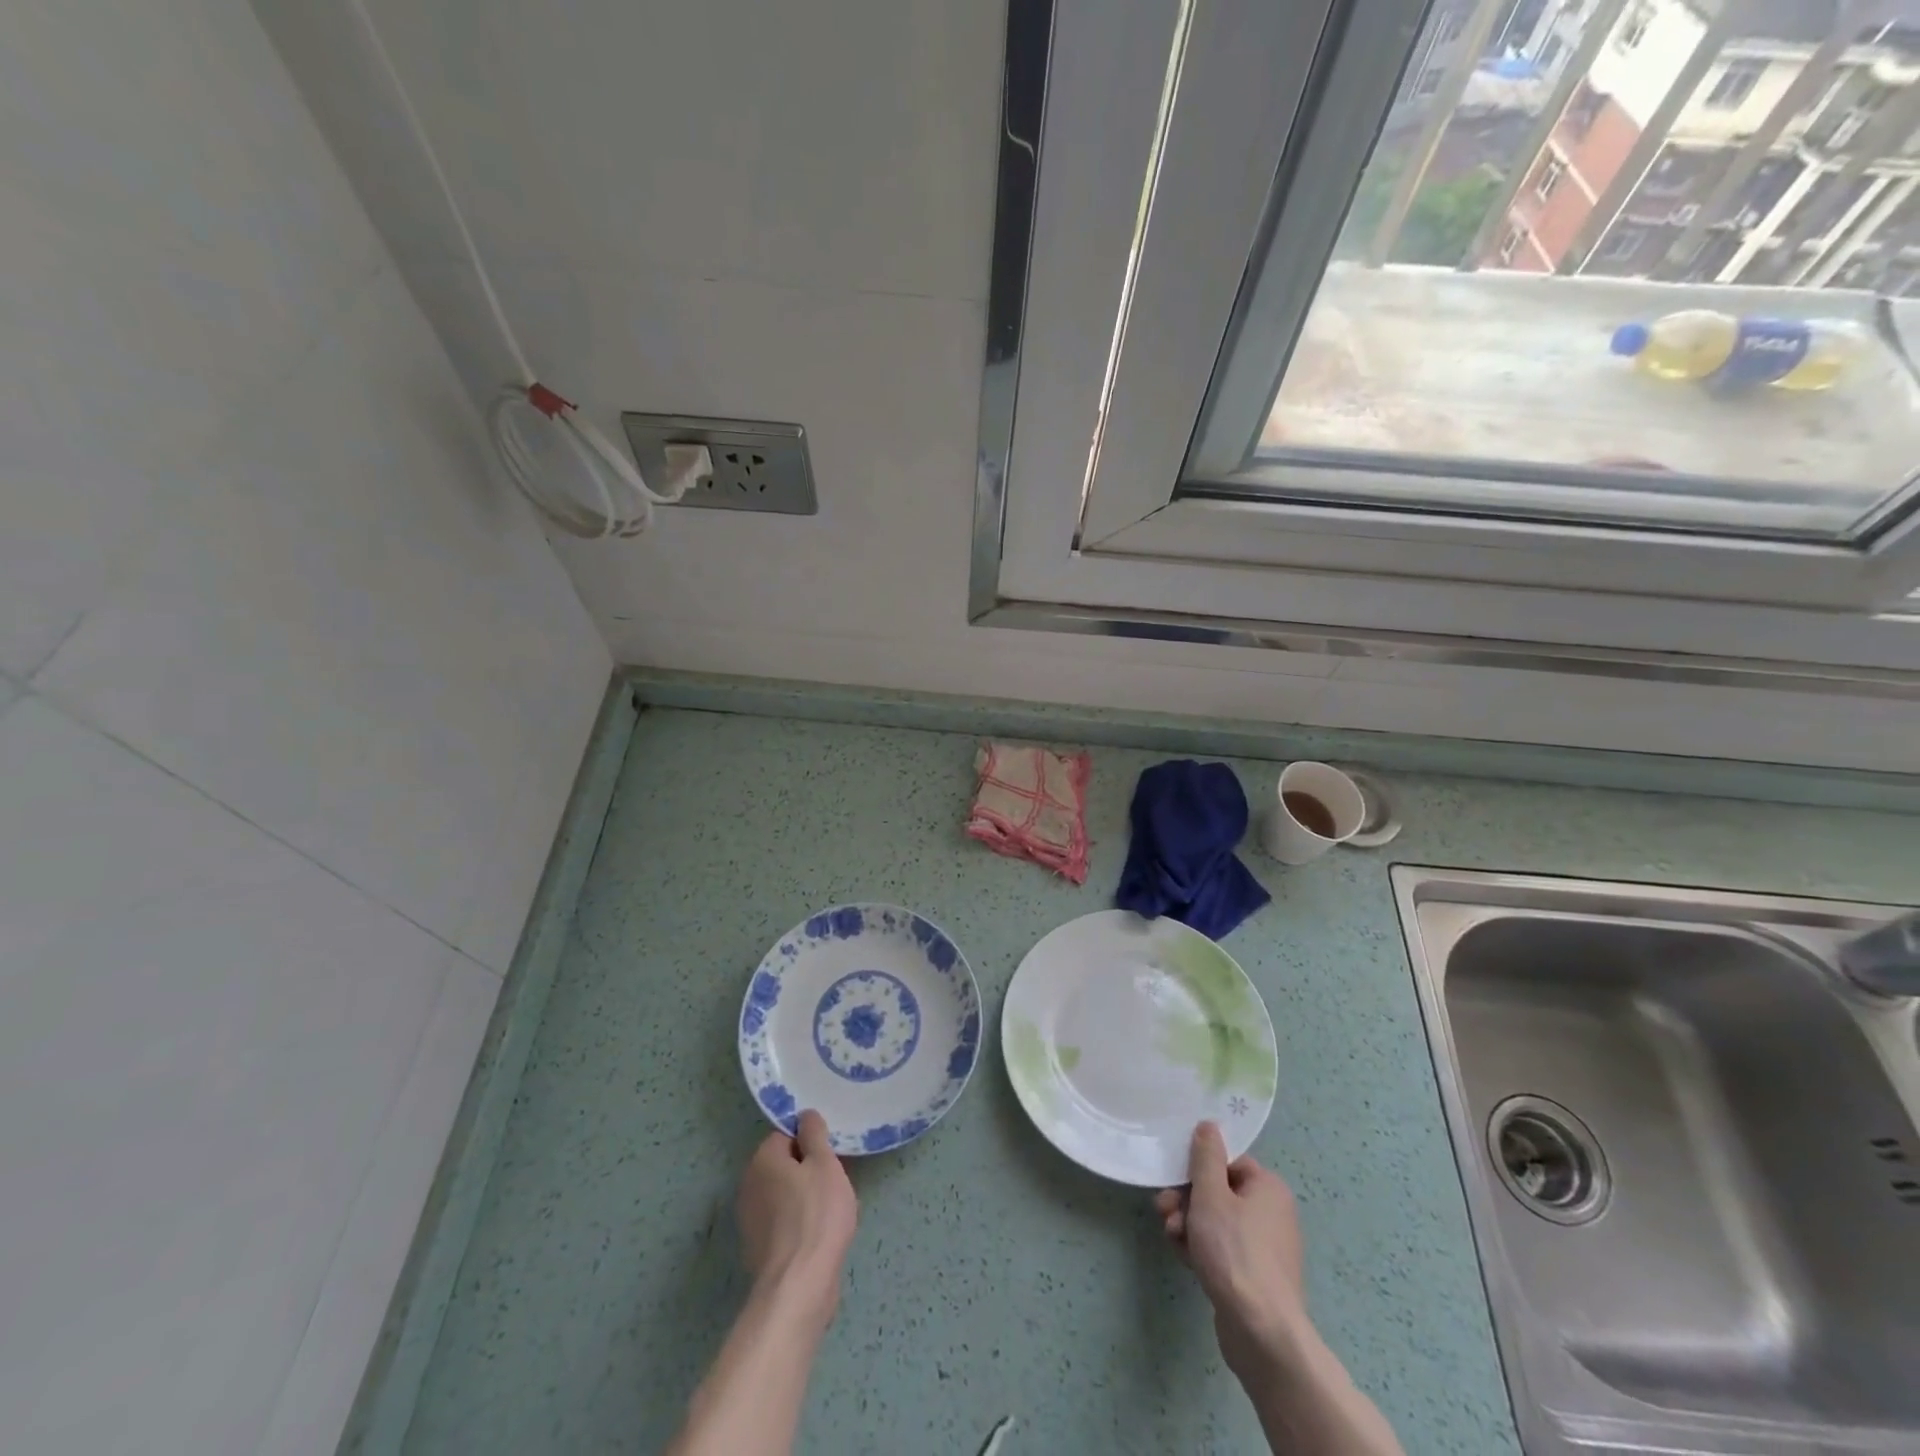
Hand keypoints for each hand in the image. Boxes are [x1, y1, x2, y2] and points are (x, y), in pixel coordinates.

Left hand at [737, 1110, 858, 1319]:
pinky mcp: (758, 1250)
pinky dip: (799, 1225)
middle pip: (784, 1165)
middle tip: (835, 1182)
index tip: (831, 1156)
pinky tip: (819, 1237)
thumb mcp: (824, 1163)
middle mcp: (749, 1185)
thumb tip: (806, 1115)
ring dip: (805, 1199)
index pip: (786, 1135)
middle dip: (809, 1171)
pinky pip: (783, 1223)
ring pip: (784, 1195)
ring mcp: (750, 1221)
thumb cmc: (816, 1215)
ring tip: (832, 1212)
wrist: (798, 1287)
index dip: (811, 1142)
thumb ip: (815, 1135)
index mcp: (762, 1159)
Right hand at [1155, 1122, 1310, 1380]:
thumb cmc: (1234, 1252)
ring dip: (1188, 1224)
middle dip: (1186, 1199)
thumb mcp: (1211, 1195)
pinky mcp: (1255, 1277)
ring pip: (1216, 1222)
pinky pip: (1222, 1250)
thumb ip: (1206, 1156)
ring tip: (1171, 1236)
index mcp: (1268, 1188)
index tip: (1173, 1179)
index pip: (1227, 1162)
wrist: (1261, 1332)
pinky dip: (1201, 1249)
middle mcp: (1272, 1213)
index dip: (1197, 1169)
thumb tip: (1209, 1125)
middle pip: (1219, 1192)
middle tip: (1164, 1210)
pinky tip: (1183, 1258)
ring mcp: (1265, 1248)